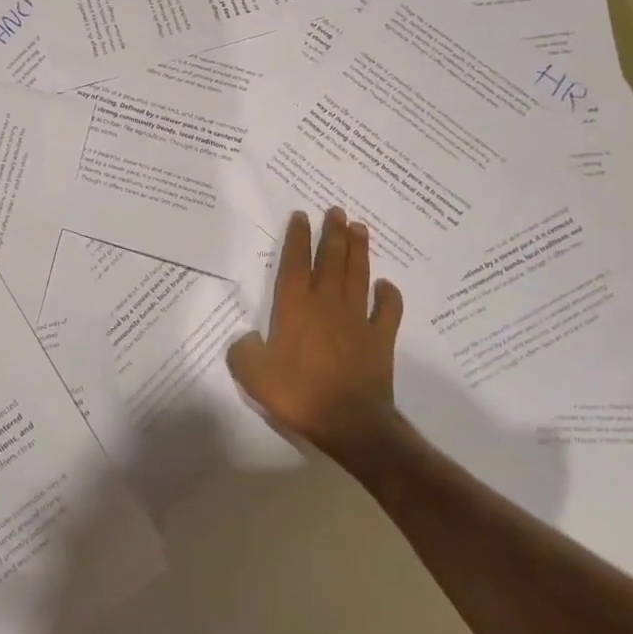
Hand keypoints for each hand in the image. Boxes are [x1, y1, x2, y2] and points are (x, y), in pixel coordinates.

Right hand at [229, 208, 403, 455]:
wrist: (349, 422)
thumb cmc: (298, 394)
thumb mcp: (253, 375)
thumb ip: (243, 351)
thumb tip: (247, 340)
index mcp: (295, 307)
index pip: (295, 262)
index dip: (297, 237)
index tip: (301, 215)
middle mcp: (326, 303)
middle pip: (331, 259)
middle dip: (333, 232)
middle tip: (337, 211)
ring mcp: (357, 318)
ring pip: (358, 274)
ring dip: (358, 250)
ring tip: (360, 228)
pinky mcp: (380, 337)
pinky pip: (388, 309)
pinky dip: (389, 294)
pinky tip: (386, 285)